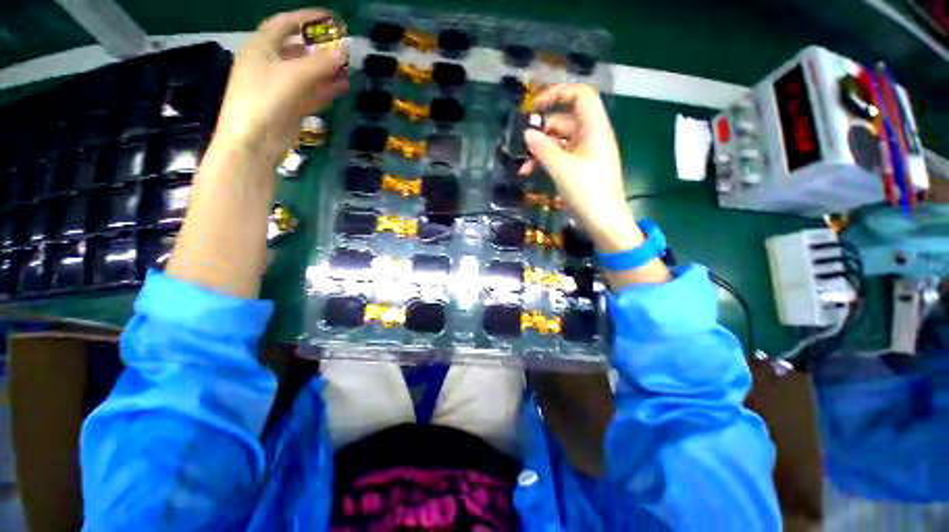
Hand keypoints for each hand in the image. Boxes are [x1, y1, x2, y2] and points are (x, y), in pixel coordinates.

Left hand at [213, 8, 348, 167]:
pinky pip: (310, 94)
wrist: (254, 142)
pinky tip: (340, 89)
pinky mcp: (289, 108)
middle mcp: (269, 65)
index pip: (284, 24)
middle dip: (320, 48)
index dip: (306, 18)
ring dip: (326, 72)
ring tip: (348, 71)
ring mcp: (279, 88)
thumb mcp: (295, 76)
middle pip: (297, 50)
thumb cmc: (266, 99)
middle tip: (343, 49)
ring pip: (306, 74)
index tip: (331, 19)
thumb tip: (346, 51)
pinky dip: (324, 91)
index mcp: (261, 48)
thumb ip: (322, 63)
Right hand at [520, 84, 639, 251]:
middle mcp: (591, 136)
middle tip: (522, 145)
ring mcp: (585, 153)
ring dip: (540, 151)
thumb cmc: (588, 193)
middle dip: (542, 132)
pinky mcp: (580, 168)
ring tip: (523, 168)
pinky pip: (561, 157)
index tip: (534, 106)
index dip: (558, 94)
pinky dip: (546, 162)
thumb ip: (543, 149)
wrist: (605, 223)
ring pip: (559, 142)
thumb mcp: (563, 169)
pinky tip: (531, 173)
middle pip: (565, 120)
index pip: (580, 96)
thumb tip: (527, 133)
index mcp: (595, 129)